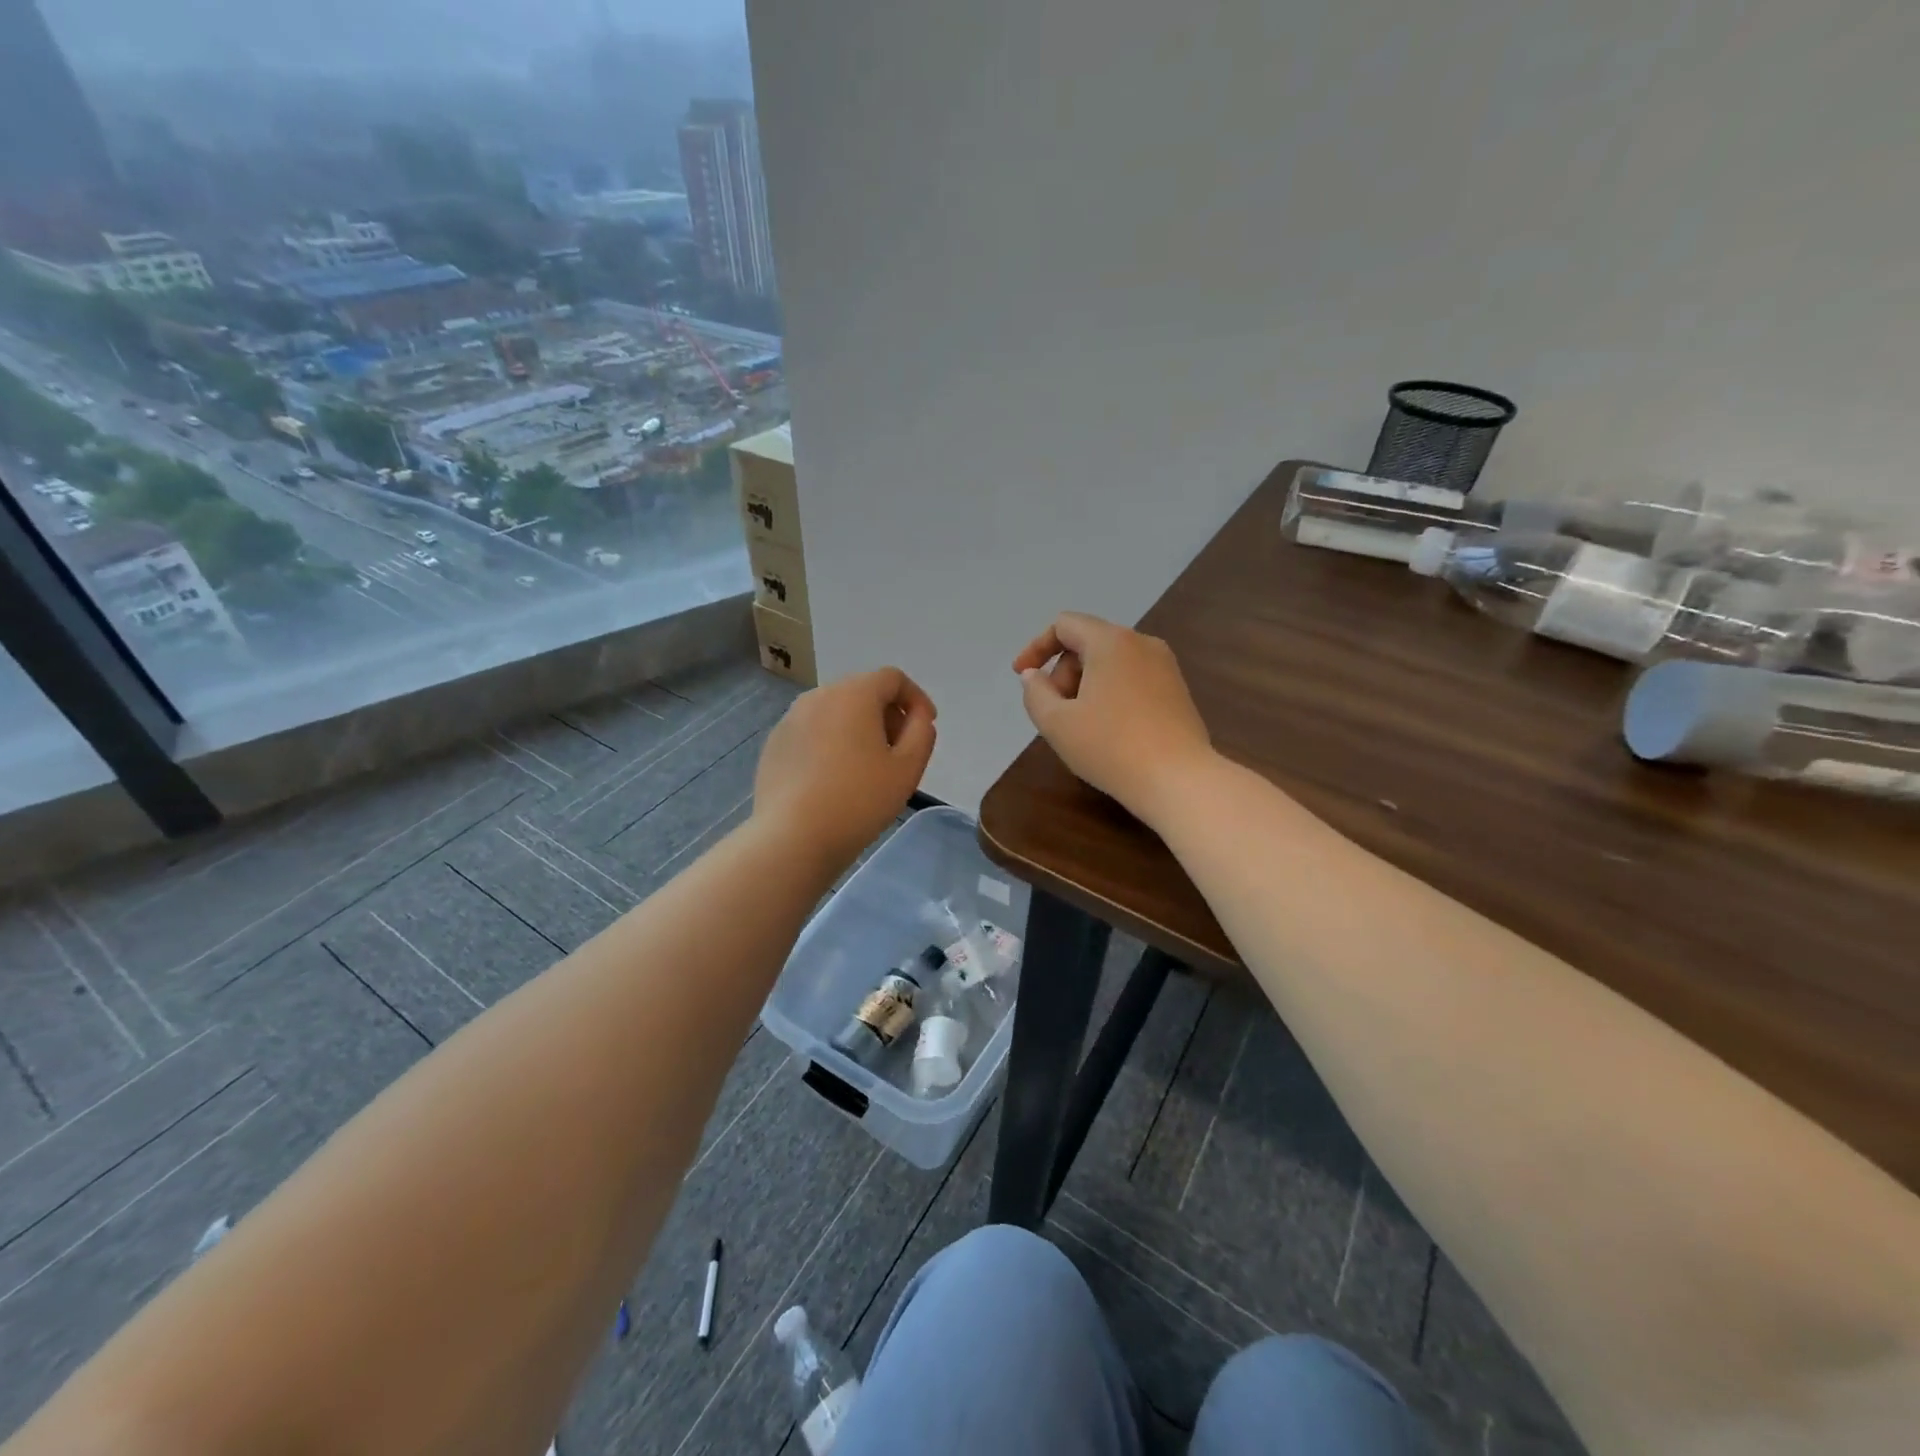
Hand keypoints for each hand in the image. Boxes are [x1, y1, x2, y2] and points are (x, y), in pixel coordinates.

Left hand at [754, 667, 937, 867]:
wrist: (793, 836)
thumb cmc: (859, 800)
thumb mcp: (908, 768)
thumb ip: (921, 732)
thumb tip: (917, 717)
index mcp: (854, 694)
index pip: (892, 678)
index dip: (916, 698)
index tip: (925, 727)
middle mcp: (818, 696)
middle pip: (862, 691)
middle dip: (887, 713)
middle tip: (900, 749)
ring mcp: (790, 719)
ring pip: (835, 711)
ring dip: (858, 728)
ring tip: (868, 766)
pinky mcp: (775, 744)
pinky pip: (813, 732)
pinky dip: (831, 743)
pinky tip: (835, 779)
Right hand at [1014, 612, 1212, 825]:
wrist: (1179, 780)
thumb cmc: (1111, 747)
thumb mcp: (1056, 723)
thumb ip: (1035, 693)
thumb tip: (1034, 676)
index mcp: (1111, 642)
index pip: (1065, 625)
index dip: (1036, 647)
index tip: (1022, 676)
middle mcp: (1142, 643)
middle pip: (1088, 642)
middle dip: (1062, 672)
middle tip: (1054, 711)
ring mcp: (1165, 667)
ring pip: (1111, 662)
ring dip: (1085, 685)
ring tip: (1079, 725)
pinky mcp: (1178, 691)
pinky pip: (1133, 678)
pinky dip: (1110, 693)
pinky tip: (1108, 731)